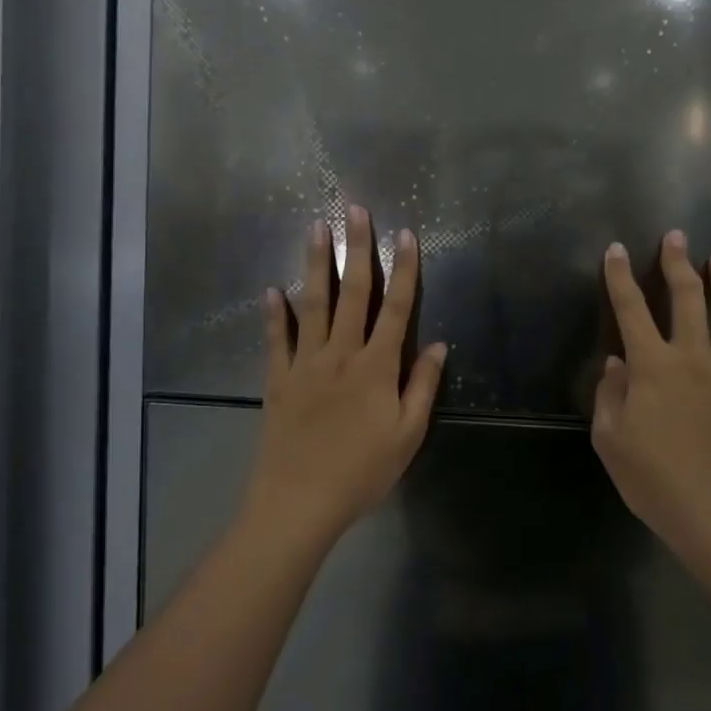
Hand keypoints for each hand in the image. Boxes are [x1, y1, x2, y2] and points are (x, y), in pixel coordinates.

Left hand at [249, 206, 446, 542]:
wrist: (300, 501)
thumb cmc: (362, 472)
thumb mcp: (407, 435)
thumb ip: (422, 386)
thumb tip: (439, 345)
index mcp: (376, 367)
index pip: (396, 307)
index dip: (404, 269)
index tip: (405, 234)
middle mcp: (341, 354)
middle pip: (353, 293)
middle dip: (357, 248)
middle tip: (355, 209)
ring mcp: (305, 363)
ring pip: (313, 304)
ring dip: (316, 264)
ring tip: (316, 228)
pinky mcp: (278, 379)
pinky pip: (276, 339)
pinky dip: (274, 313)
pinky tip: (271, 289)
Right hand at [592, 231, 710, 545]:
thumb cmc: (653, 479)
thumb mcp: (610, 439)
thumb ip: (610, 394)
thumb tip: (616, 363)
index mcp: (653, 366)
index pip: (631, 309)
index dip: (621, 277)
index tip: (617, 249)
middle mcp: (694, 359)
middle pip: (687, 299)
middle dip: (679, 263)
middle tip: (677, 236)